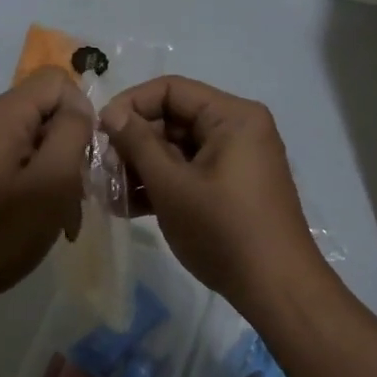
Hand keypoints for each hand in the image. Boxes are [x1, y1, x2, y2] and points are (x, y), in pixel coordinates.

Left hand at [0, 67, 95, 315]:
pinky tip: (41, 220)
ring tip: (63, 217)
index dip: (82, 112)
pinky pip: (15, 163)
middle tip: (78, 195)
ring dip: (56, 174)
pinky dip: (36, 185)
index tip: (85, 157)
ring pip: (34, 141)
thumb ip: (72, 132)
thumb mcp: (52, 182)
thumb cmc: (0, 233)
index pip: (57, 81)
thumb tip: (80, 107)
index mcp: (2, 114)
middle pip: (45, 111)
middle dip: (71, 148)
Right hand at [99, 76, 327, 310]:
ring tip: (109, 194)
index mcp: (232, 116)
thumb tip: (111, 113)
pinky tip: (127, 207)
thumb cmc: (223, 229)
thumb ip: (138, 144)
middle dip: (134, 143)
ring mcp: (235, 160)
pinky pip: (190, 173)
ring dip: (142, 168)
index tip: (100, 132)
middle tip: (102, 169)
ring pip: (178, 150)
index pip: (171, 90)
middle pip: (174, 119)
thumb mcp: (172, 185)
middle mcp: (237, 130)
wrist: (275, 287)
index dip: (131, 105)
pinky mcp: (231, 188)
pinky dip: (162, 186)